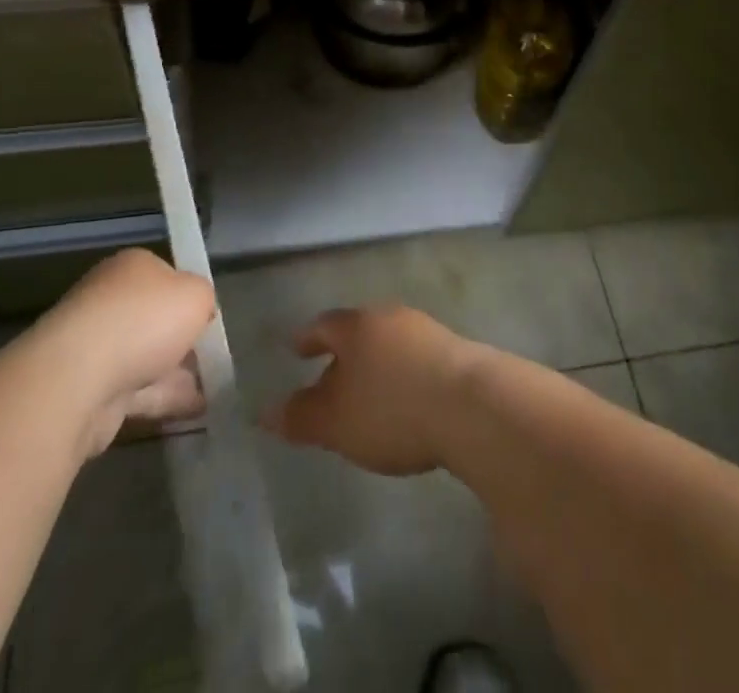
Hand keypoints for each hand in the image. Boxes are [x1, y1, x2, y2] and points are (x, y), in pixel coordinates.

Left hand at [39, 249, 214, 453]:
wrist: (79, 379)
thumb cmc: (144, 320)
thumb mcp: (196, 295)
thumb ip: (204, 299)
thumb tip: (199, 311)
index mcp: (131, 268)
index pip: (166, 276)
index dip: (189, 296)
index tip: (208, 318)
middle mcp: (109, 300)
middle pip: (154, 319)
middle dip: (182, 339)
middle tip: (213, 356)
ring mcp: (95, 347)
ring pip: (146, 358)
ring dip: (176, 373)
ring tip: (213, 389)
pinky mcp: (89, 390)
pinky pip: (136, 392)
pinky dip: (164, 399)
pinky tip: (194, 411)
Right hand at [262, 304, 482, 475]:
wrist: (472, 405)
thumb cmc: (392, 409)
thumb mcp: (336, 422)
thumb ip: (300, 416)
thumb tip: (265, 412)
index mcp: (357, 326)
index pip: (323, 325)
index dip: (307, 338)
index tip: (294, 349)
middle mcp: (391, 318)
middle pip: (359, 331)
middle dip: (343, 354)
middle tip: (330, 376)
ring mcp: (427, 331)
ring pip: (390, 343)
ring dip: (377, 365)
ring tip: (369, 393)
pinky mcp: (457, 351)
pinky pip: (417, 359)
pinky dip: (404, 375)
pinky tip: (407, 401)